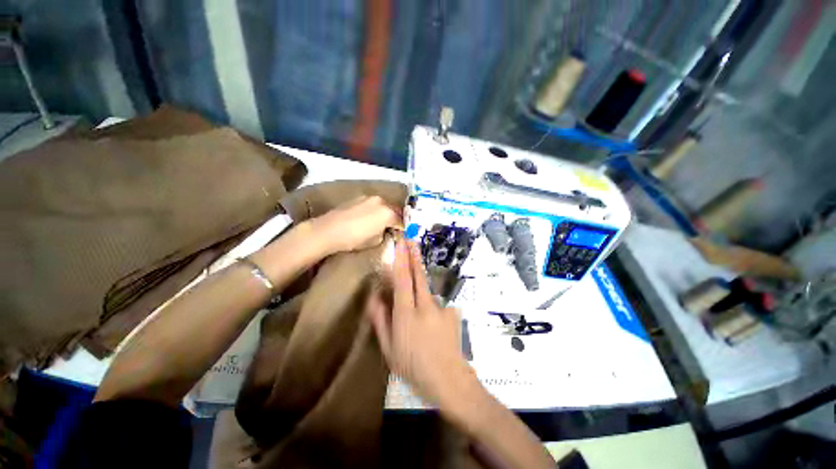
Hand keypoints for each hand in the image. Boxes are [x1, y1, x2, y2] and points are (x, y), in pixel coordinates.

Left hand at [310, 196, 401, 254]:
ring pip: (383, 205)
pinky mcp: (358, 198)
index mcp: (388, 213)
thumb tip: (385, 230)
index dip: (404, 228)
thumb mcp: (375, 241)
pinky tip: (370, 217)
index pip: (401, 220)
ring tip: (382, 222)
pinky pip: (373, 204)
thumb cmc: (354, 238)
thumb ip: (384, 233)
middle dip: (396, 218)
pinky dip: (376, 210)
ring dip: (386, 213)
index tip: (404, 233)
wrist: (329, 230)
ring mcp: (369, 198)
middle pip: (394, 210)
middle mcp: (381, 201)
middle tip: (395, 227)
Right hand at [367, 239, 473, 406]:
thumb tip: (374, 297)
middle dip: (414, 256)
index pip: (403, 280)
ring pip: (427, 288)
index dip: (401, 260)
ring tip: (417, 285)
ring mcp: (441, 308)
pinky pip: (437, 303)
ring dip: (421, 279)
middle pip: (419, 275)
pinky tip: (434, 325)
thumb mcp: (389, 349)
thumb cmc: (413, 367)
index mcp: (406, 314)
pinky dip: (431, 307)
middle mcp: (425, 306)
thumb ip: (381, 320)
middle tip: (411, 240)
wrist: (449, 379)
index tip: (401, 244)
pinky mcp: (452, 312)